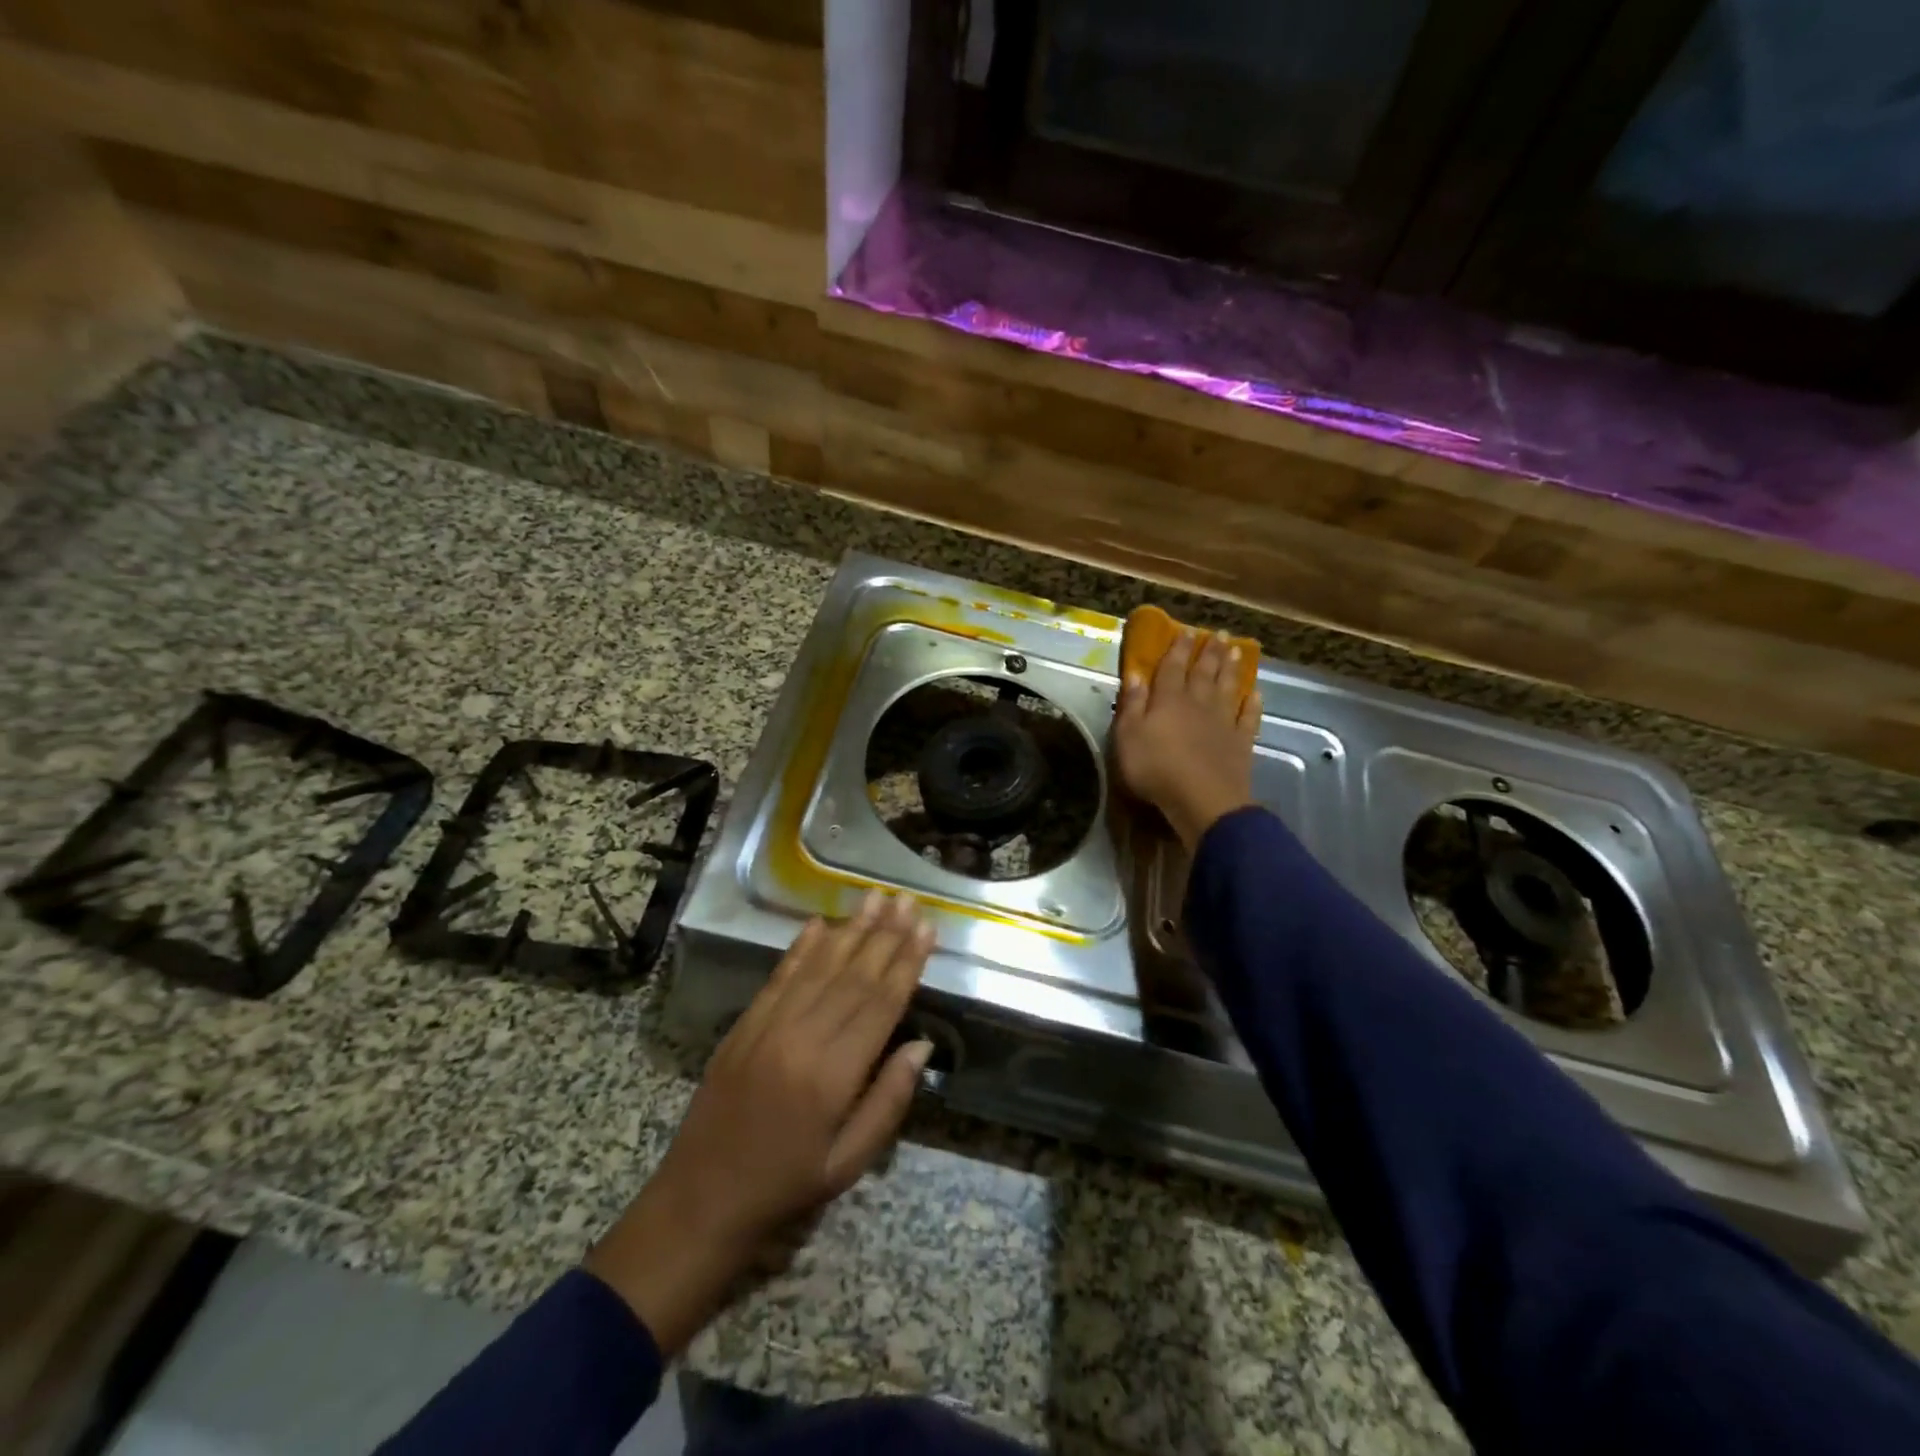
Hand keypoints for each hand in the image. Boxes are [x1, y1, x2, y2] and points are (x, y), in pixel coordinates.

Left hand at [585, 892, 934, 1354]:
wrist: (699, 1202)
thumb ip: (888, 1102)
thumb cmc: (785, 1188)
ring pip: (818, 967)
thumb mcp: (848, 1163)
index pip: (879, 1005)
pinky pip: (779, 977)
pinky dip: (801, 947)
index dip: (906, 963)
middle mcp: (801, 1039)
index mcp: (832, 1077)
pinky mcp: (744, 1026)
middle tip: (907, 900)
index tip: (926, 930)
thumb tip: (922, 1045)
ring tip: (875, 898)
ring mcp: (767, 1027)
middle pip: (852, 976)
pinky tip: (820, 923)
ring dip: (850, 929)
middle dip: (884, 935)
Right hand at [1113, 628, 1260, 849]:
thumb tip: (1135, 673)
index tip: (1186, 630)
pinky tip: (1255, 693)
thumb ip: (1132, 704)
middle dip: (1209, 652)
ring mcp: (1223, 722)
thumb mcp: (1128, 736)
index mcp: (1169, 700)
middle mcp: (1198, 703)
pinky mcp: (1241, 742)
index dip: (1179, 648)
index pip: (1173, 667)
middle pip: (1204, 672)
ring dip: (1231, 668)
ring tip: (1236, 650)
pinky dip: (1252, 703)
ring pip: (1228, 688)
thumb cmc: (1156, 769)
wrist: (1203, 799)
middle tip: (1218, 633)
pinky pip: (1248, 717)